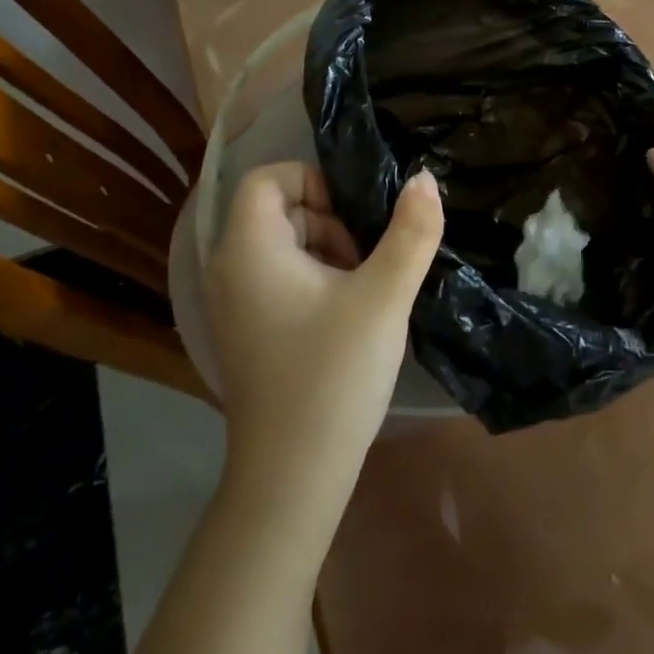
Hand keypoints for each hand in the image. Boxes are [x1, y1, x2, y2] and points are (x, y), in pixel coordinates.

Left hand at [204, 163, 443, 515]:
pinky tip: (345, 316)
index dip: (313, 180)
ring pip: (281, 245)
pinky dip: (313, 279)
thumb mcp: (383, 296)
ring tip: (362, 290)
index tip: (354, 214)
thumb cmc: (334, 374)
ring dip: (326, 250)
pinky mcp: (246, 331)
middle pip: (276, 210)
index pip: (266, 178)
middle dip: (328, 220)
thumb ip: (410, 231)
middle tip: (366, 260)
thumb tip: (424, 178)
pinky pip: (278, 278)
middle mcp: (229, 270)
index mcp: (249, 250)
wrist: (293, 476)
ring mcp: (233, 304)